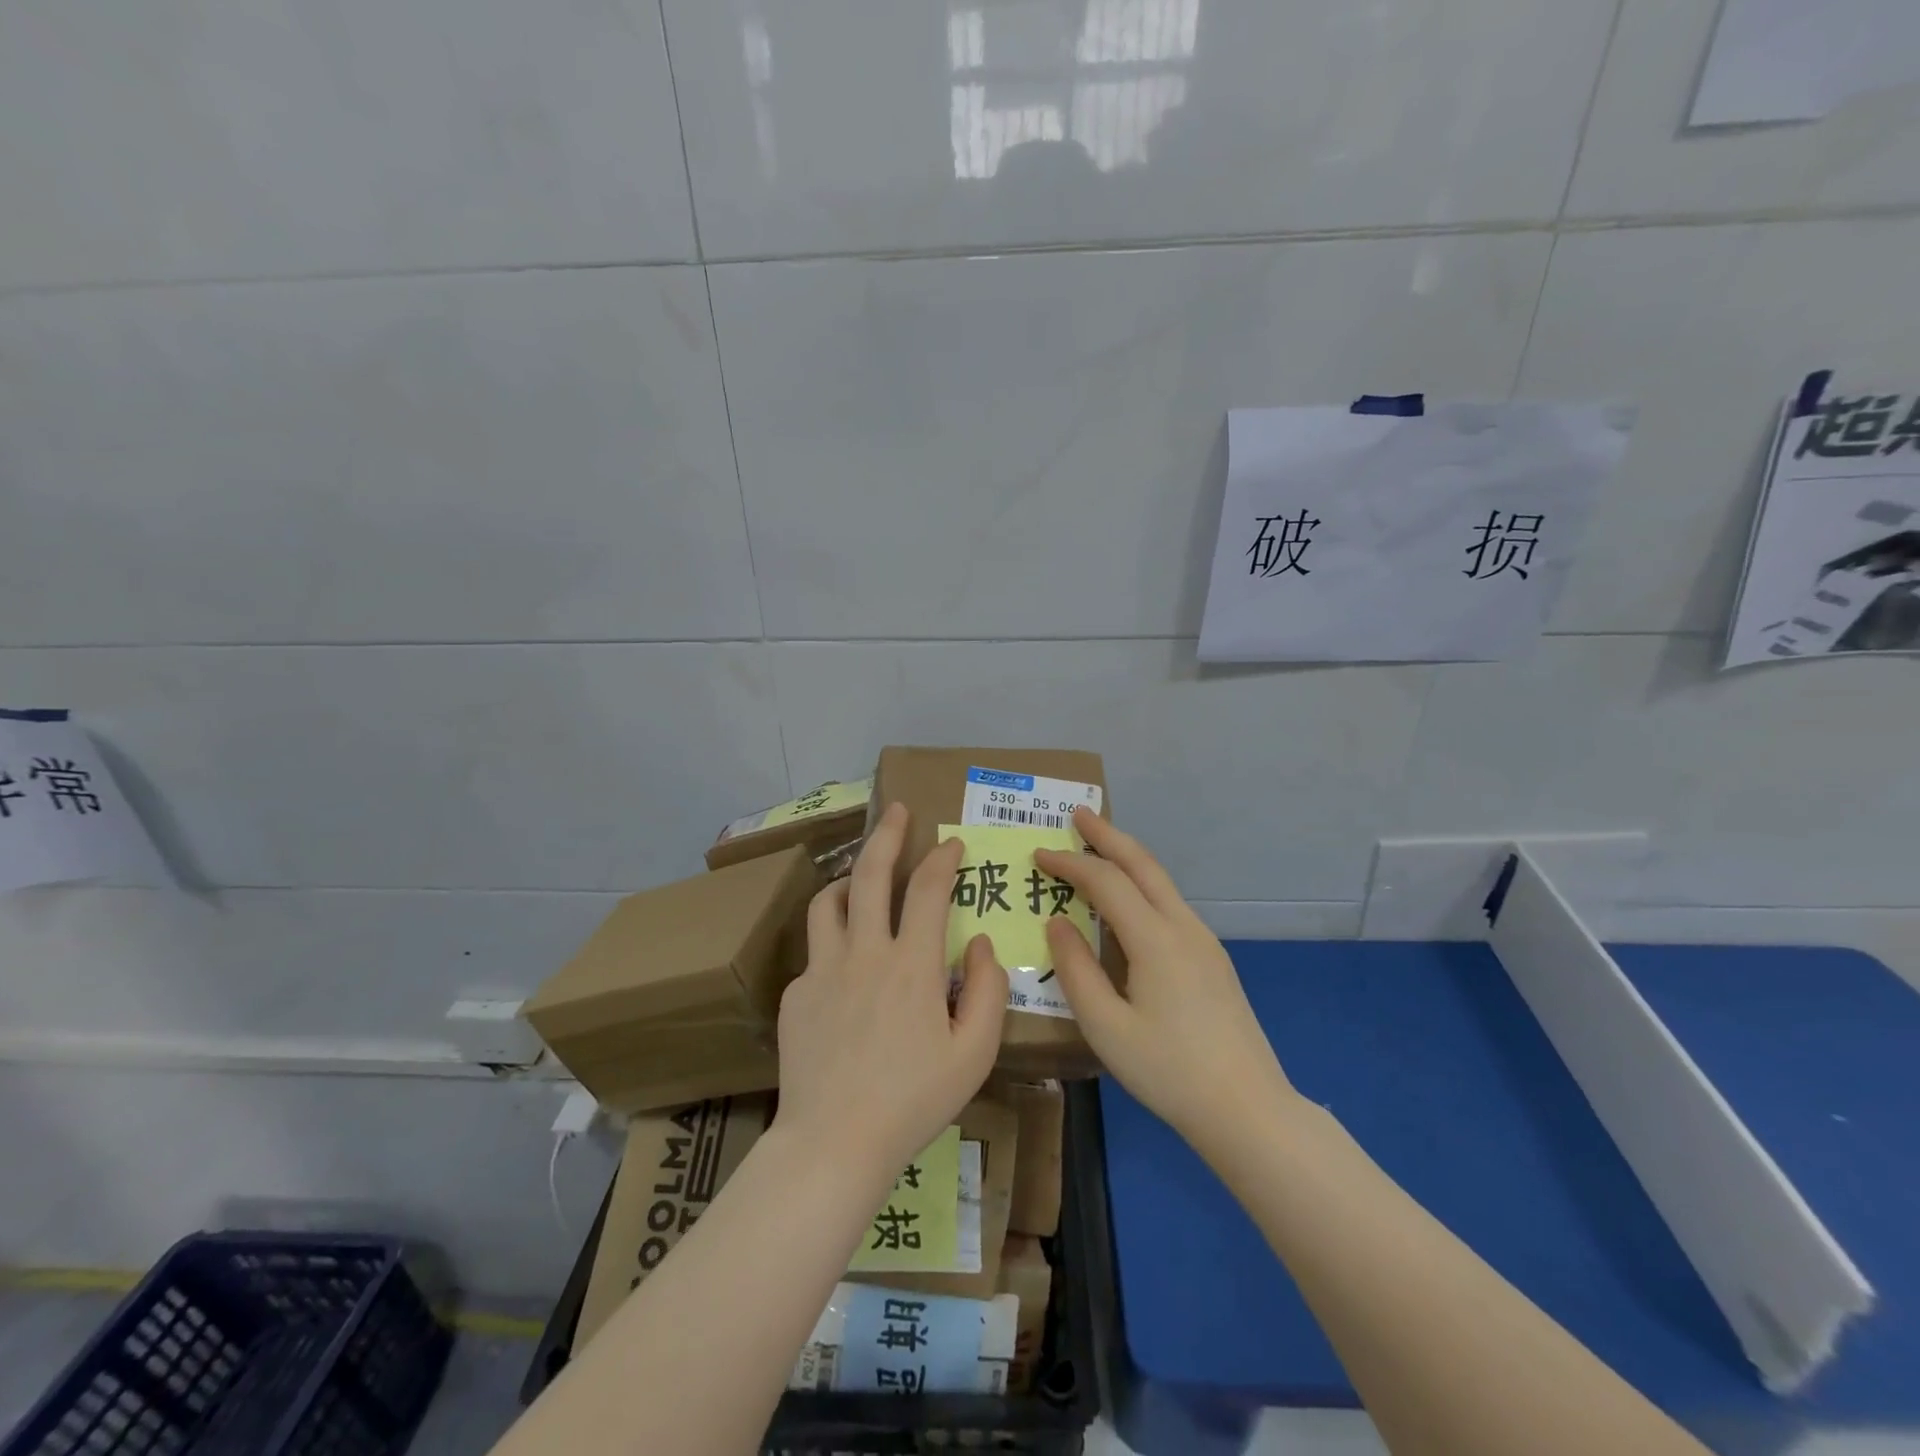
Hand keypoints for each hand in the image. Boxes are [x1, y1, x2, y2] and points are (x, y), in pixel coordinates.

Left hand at [775, 802, 1008, 1185]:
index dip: (943, 858)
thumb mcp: (974, 1054)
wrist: (834, 1142)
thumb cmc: (913, 1101)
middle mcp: (864, 952)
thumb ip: (988, 990)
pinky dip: (834, 941)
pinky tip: (845, 967)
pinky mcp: (796, 993)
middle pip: (872, 872)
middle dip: (887, 833)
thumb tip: (979, 944)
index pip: (929, 889)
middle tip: (897, 810)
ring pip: (829, 900)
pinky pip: (816, 951)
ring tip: (862, 879)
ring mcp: (822, 969)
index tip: (952, 843)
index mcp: (911, 964)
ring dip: (849, 879)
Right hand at [1036, 808, 1293, 1148]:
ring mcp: (1204, 941)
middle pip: (1143, 864)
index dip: (1070, 864)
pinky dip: (1142, 885)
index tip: (1039, 855)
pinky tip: (1128, 903)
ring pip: (1161, 882)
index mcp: (1155, 939)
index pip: (1106, 882)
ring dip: (1128, 858)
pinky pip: (1170, 904)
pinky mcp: (1212, 959)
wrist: (1248, 1109)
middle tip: (1078, 815)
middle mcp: (1183, 927)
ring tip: (1098, 849)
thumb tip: (1056, 922)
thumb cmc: (1169, 1071)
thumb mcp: (1106, 1027)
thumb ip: (1076, 970)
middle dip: (1108, 836)